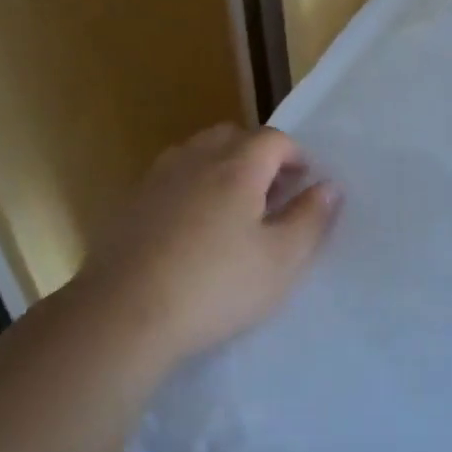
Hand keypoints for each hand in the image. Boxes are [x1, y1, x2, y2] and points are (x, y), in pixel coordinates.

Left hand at [79, 124, 340, 366]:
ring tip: (231, 207)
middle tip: (270, 192)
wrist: (122, 315)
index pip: (274, 139)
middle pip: (233, 136)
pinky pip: (170, 178)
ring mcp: (158, 179)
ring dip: (221, 166)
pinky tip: (190, 228)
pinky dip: (190, 187)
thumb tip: (328, 186)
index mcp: (238, 167)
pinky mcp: (130, 204)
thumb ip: (310, 219)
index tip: (304, 182)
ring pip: (197, 152)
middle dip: (257, 155)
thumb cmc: (215, 287)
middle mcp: (197, 160)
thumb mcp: (281, 261)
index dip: (295, 155)